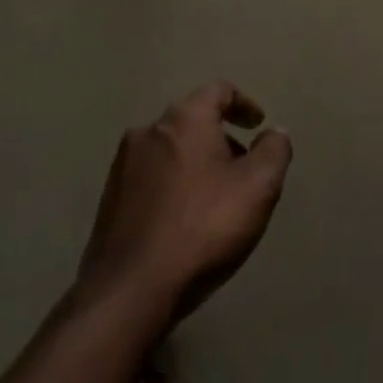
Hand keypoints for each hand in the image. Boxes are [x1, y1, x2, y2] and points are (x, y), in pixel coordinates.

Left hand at [75, 81, 292, 319]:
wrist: (130, 291)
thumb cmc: (203, 227)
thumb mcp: (258, 187)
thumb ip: (274, 150)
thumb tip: (274, 132)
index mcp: (185, 118)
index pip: (219, 91)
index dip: (244, 104)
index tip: (258, 125)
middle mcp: (149, 131)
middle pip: (192, 120)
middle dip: (220, 138)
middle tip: (241, 168)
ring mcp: (122, 166)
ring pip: (169, 150)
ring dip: (194, 163)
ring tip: (213, 197)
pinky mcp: (108, 201)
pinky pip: (149, 178)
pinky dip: (171, 186)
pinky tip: (182, 219)